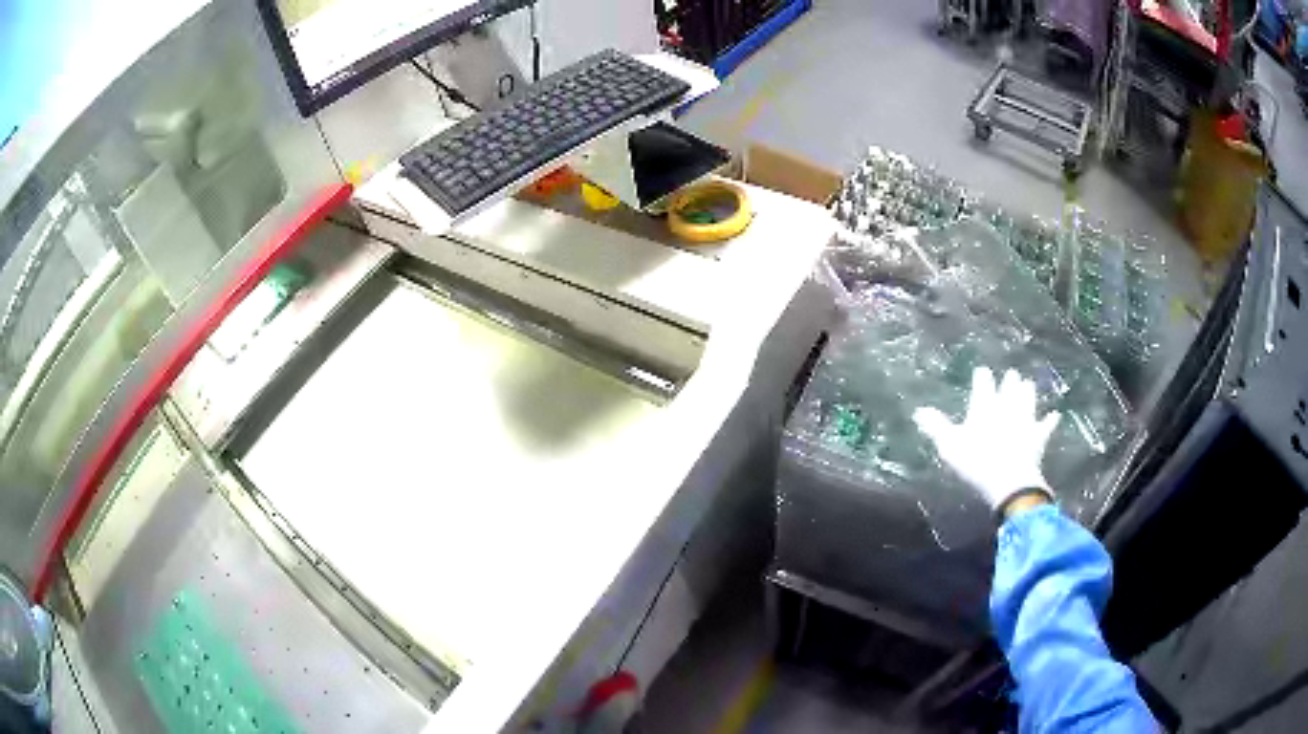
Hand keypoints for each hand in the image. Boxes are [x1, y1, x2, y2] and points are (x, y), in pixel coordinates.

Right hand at [913, 367, 1059, 512]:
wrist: (1009, 481)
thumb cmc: (976, 462)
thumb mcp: (949, 446)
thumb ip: (935, 427)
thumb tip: (918, 411)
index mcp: (984, 406)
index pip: (983, 384)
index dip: (982, 377)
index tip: (982, 371)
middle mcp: (1007, 407)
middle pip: (1009, 388)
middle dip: (1009, 381)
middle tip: (1011, 374)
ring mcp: (1025, 420)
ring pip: (1028, 400)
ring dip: (1028, 392)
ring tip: (1028, 384)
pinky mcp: (1038, 436)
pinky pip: (1046, 425)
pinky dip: (1050, 420)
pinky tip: (1055, 415)